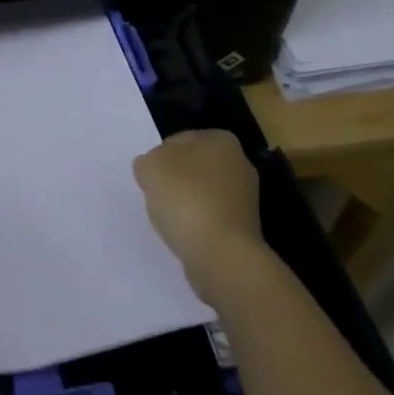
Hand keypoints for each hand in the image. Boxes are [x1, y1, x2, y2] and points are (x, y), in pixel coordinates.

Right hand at [134, 129, 264, 302]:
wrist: (220, 254)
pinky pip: (210, 218)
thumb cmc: (186, 198)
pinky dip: (196, 224)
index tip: (151, 177)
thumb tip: (154, 170)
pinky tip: (185, 234)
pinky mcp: (244, 228)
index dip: (159, 157)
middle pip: (193, 167)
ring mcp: (245, 199)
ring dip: (185, 204)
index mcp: (221, 140)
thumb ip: (148, 161)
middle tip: (158, 195)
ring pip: (201, 193)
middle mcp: (240, 164)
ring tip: (171, 219)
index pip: (179, 140)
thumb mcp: (150, 166)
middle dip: (175, 180)